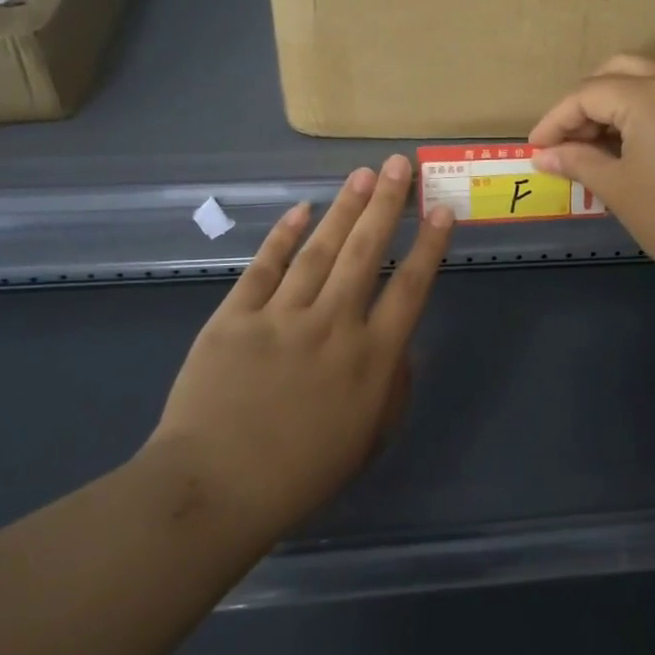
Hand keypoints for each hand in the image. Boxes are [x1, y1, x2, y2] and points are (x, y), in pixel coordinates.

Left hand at [144, 156, 453, 537]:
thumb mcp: (368, 440)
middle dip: (387, 205)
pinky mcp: (235, 317)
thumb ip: (392, 388)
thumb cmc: (300, 475)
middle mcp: (333, 325)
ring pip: (319, 250)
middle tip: (399, 165)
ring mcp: (281, 317)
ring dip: (344, 209)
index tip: (441, 210)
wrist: (214, 489)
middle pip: (365, 252)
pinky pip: (264, 268)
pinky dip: (283, 237)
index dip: (429, 246)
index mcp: (370, 358)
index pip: (409, 287)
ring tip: (363, 175)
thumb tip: (401, 345)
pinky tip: (300, 210)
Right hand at [528, 56, 654, 295]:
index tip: (536, 148)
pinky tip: (627, 145)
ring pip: (646, 79)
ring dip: (614, 101)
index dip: (556, 120)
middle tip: (567, 138)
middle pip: (617, 70)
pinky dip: (641, 109)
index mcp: (650, 97)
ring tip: (593, 144)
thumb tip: (544, 155)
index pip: (588, 94)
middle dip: (585, 100)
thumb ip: (577, 161)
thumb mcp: (616, 188)